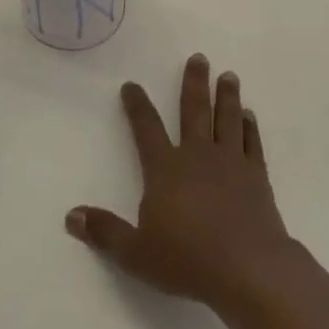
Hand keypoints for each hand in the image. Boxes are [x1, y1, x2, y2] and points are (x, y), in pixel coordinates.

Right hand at [66, 53, 298, 314]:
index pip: (146, 128)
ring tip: (228, 75)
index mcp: (165, 169)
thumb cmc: (188, 260)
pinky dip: (250, 127)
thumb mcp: (136, 253)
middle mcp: (197, 156)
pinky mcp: (257, 178)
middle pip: (194, 111)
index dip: (137, 105)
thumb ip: (104, 232)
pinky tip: (249, 116)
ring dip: (226, 96)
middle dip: (194, 82)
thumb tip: (70, 216)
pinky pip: (253, 144)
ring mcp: (231, 163)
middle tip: (199, 58)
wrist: (250, 270)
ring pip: (227, 119)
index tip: (131, 85)